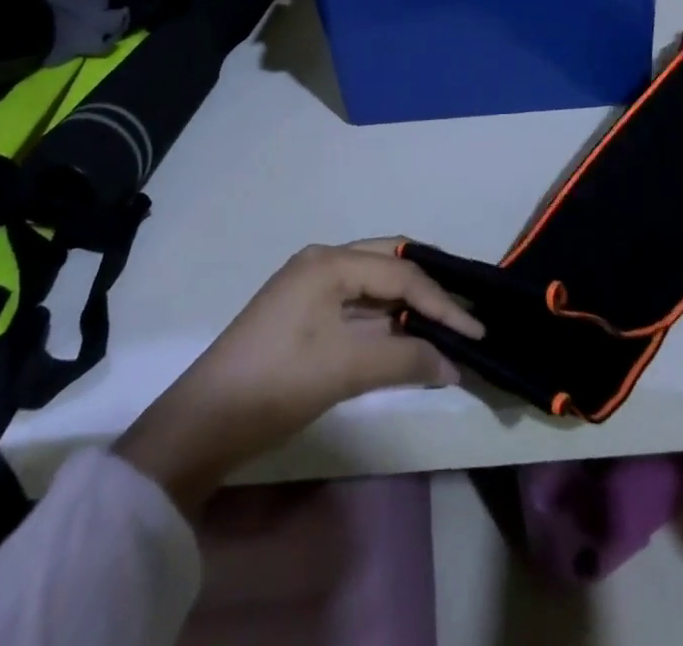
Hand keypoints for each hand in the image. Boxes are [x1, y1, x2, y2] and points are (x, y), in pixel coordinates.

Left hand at [115, 240, 482, 517]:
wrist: (205, 421)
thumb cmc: (278, 382)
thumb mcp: (346, 369)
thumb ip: (406, 360)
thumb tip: (454, 365)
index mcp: (329, 261)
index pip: (400, 273)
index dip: (442, 303)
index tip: (476, 332)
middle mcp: (321, 261)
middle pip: (388, 262)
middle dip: (427, 287)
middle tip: (464, 312)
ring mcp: (309, 286)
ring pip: (371, 284)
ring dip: (406, 304)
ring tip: (444, 326)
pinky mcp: (303, 313)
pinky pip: (355, 305)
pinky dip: (384, 319)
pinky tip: (405, 338)